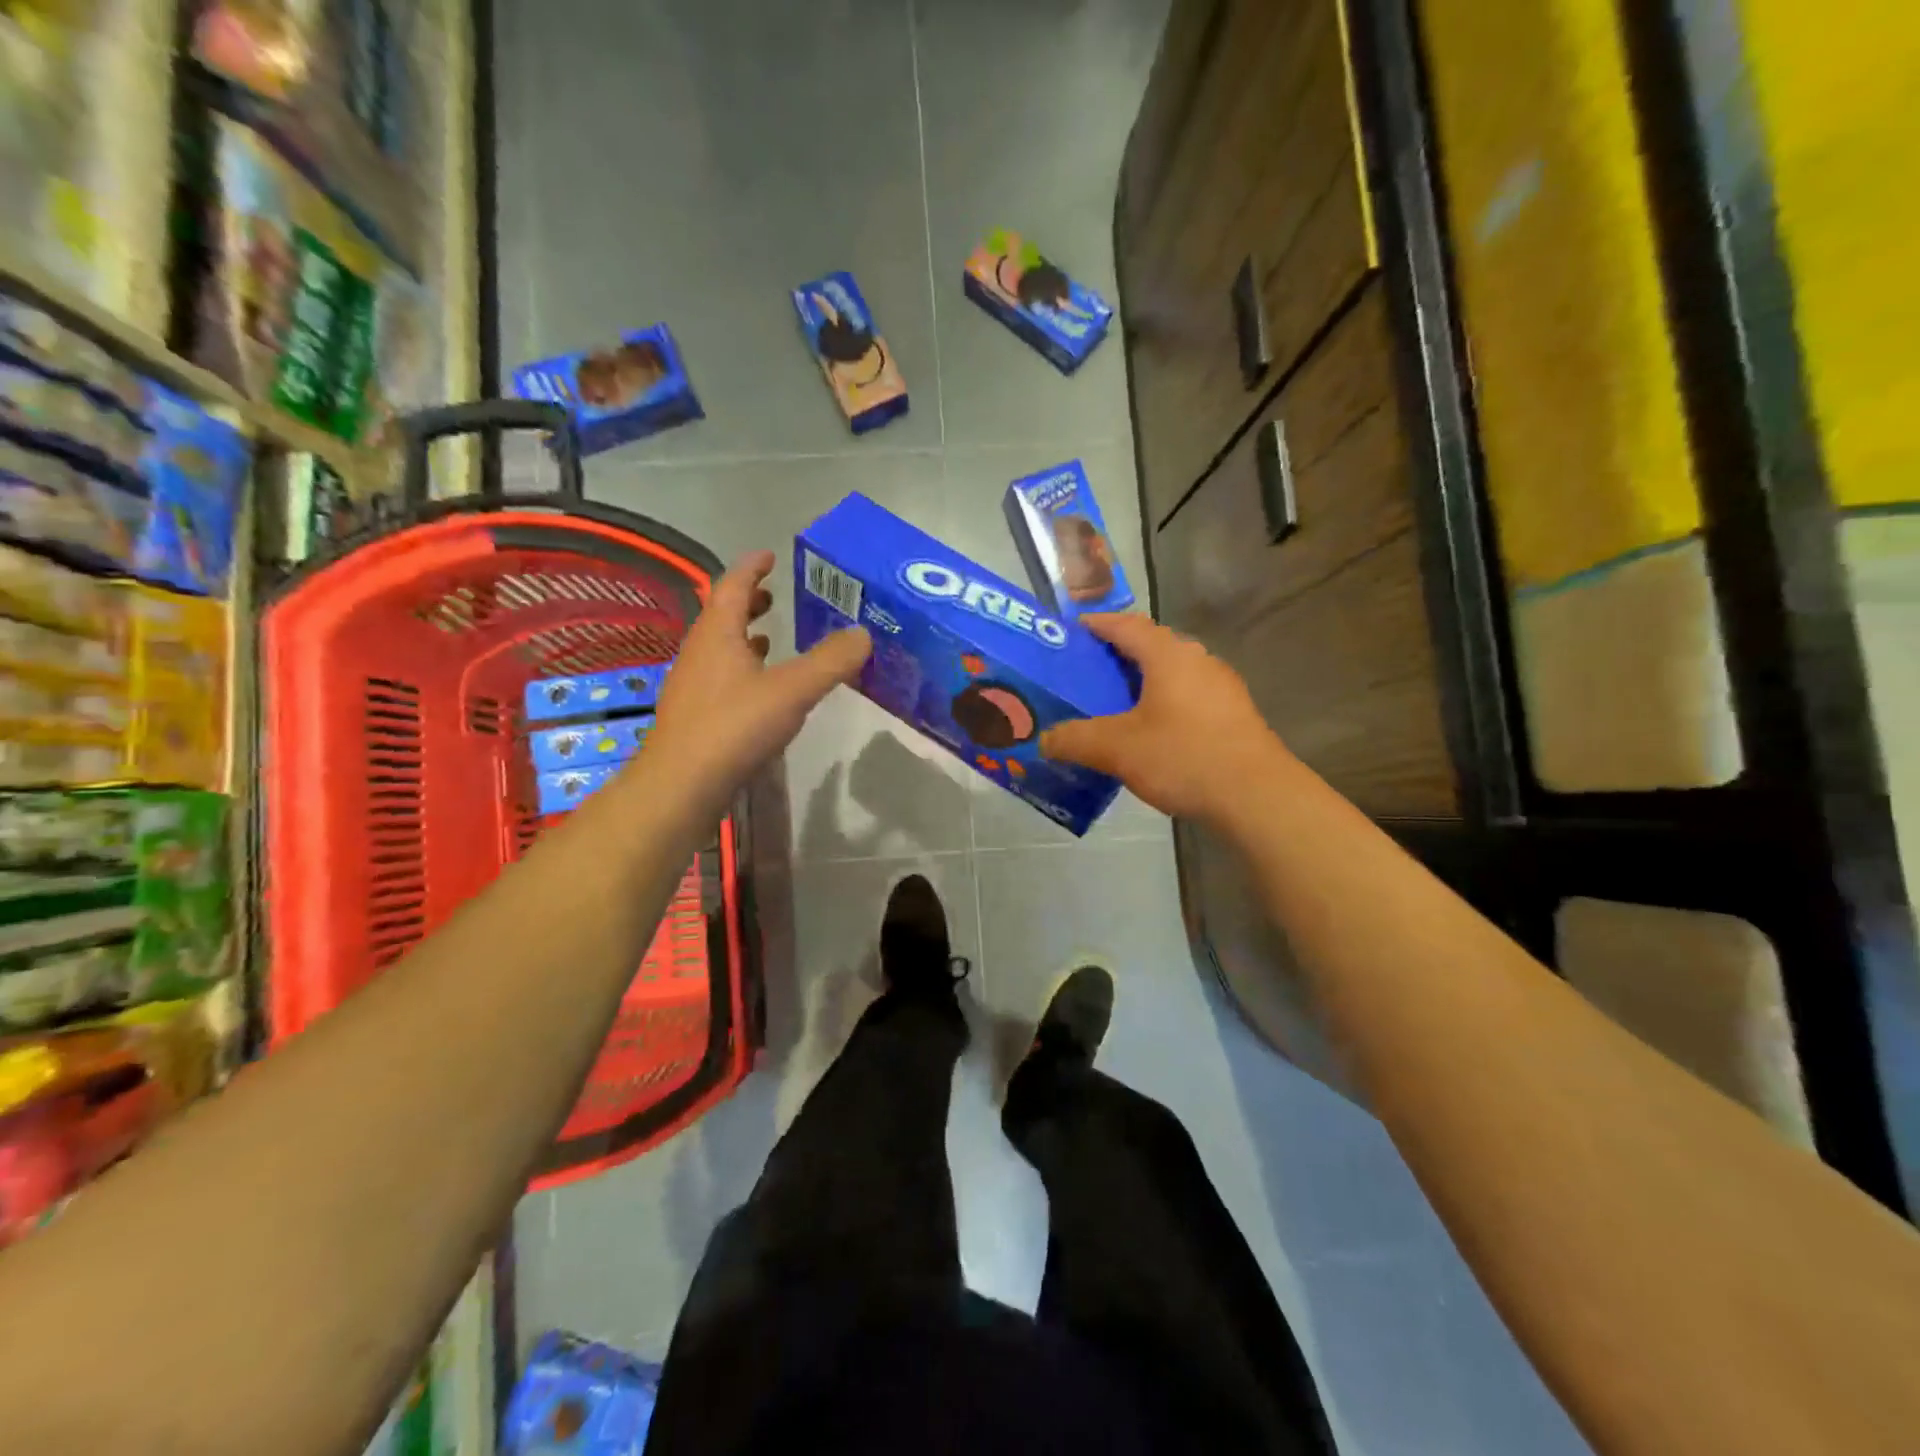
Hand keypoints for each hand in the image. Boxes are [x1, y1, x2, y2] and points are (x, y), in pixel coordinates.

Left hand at [642, 550, 869, 820]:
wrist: (682, 785)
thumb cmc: (735, 726)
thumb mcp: (793, 690)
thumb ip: (830, 661)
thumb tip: (863, 634)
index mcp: (717, 633)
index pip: (732, 585)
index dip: (752, 567)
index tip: (770, 555)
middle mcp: (699, 652)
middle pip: (722, 615)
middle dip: (748, 602)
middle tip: (774, 597)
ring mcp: (692, 685)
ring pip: (719, 648)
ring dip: (744, 638)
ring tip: (771, 640)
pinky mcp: (694, 716)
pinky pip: (720, 677)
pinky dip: (741, 670)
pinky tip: (759, 691)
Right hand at [1040, 613, 1284, 822]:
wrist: (1257, 796)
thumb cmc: (1183, 757)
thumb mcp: (1117, 749)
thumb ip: (1075, 740)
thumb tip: (1044, 740)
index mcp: (1168, 656)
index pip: (1127, 625)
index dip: (1098, 624)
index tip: (1073, 630)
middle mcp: (1198, 660)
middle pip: (1151, 647)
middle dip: (1117, 656)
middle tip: (1086, 674)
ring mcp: (1221, 687)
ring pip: (1172, 674)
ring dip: (1142, 682)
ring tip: (1113, 704)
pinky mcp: (1234, 714)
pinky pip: (1188, 697)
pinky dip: (1163, 704)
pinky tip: (1151, 733)